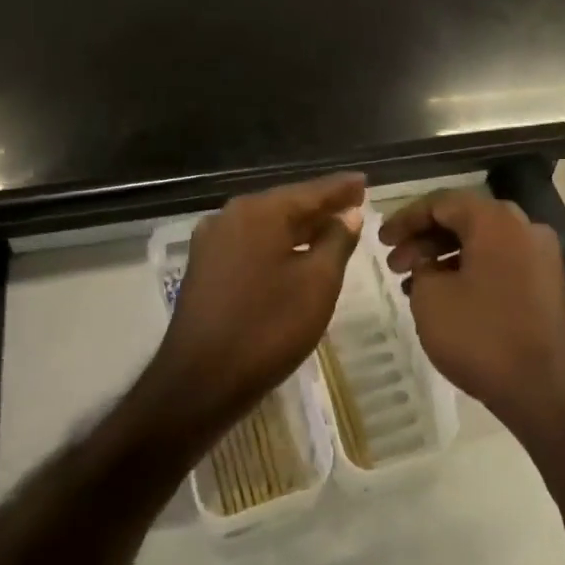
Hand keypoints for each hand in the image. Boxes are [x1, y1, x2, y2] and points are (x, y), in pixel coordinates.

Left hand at [142, 173, 365, 435]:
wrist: (200, 383)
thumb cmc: (268, 328)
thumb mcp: (318, 282)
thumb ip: (337, 241)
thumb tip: (348, 214)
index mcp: (259, 212)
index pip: (311, 191)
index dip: (342, 188)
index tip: (365, 181)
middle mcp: (231, 216)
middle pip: (287, 203)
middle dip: (322, 206)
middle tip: (355, 203)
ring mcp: (213, 242)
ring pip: (268, 225)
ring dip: (301, 226)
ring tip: (333, 227)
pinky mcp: (205, 268)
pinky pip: (252, 244)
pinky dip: (279, 244)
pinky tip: (297, 254)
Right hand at [380, 191, 564, 443]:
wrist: (547, 390)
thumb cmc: (482, 337)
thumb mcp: (431, 299)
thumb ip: (421, 267)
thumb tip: (428, 262)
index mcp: (496, 220)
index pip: (442, 202)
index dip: (406, 218)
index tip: (381, 240)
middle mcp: (525, 227)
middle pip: (466, 219)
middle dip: (425, 239)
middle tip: (395, 264)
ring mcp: (542, 256)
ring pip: (484, 242)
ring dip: (446, 257)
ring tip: (414, 285)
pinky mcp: (548, 284)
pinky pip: (502, 263)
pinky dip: (472, 271)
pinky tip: (446, 297)